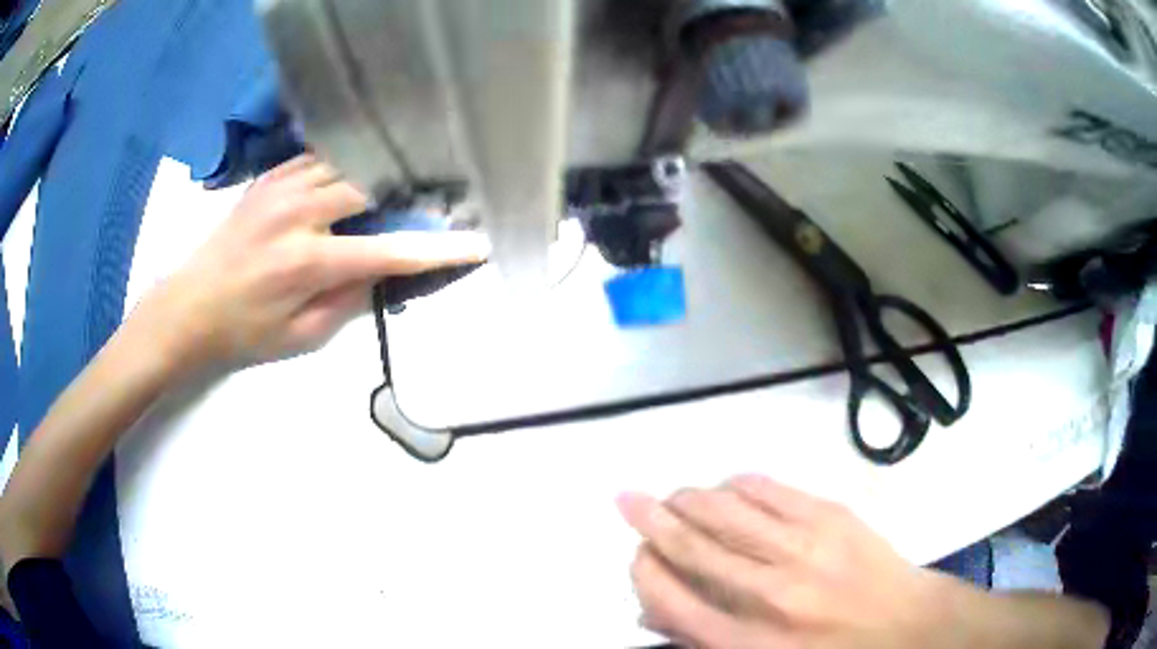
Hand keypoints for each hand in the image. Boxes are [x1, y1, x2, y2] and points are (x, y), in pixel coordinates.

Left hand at [142, 154, 488, 365]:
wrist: (188, 306)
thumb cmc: (243, 333)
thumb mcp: (300, 337)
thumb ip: (348, 301)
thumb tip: (384, 268)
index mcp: (307, 262)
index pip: (387, 251)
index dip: (437, 249)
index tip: (477, 244)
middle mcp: (297, 213)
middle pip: (371, 184)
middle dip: (408, 190)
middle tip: (432, 199)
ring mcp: (281, 187)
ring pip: (347, 161)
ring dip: (377, 171)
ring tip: (398, 181)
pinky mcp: (269, 178)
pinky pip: (319, 157)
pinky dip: (345, 164)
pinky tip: (353, 175)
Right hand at [618, 475, 941, 648]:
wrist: (907, 627)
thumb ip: (702, 640)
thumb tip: (652, 608)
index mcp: (747, 642)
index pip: (671, 597)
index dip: (644, 569)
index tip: (637, 553)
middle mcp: (769, 593)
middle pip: (693, 545)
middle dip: (652, 519)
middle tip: (628, 499)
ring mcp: (804, 547)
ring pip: (726, 508)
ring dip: (690, 497)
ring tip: (674, 495)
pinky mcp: (831, 515)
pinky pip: (770, 489)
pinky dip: (739, 484)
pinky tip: (727, 485)